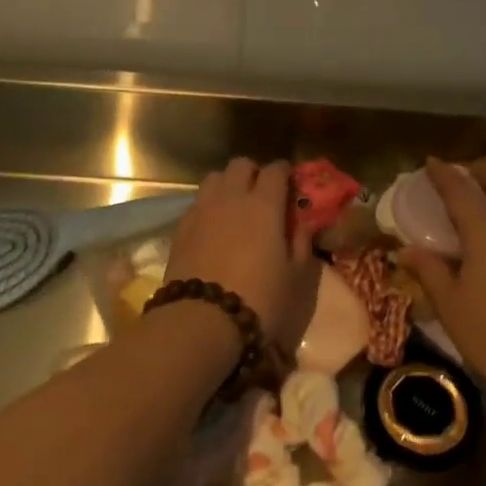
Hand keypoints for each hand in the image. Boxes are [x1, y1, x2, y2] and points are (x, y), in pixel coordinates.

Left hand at [166, 158, 320, 353]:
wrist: (202, 321)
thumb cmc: (259, 299)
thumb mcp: (295, 276)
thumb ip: (301, 243)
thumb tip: (304, 223)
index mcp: (264, 204)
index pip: (275, 170)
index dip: (284, 172)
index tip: (290, 183)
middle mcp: (231, 197)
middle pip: (240, 165)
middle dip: (253, 173)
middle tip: (262, 194)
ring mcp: (202, 209)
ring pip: (214, 178)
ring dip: (227, 184)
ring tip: (234, 207)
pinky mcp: (180, 226)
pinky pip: (197, 202)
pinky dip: (208, 205)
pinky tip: (213, 226)